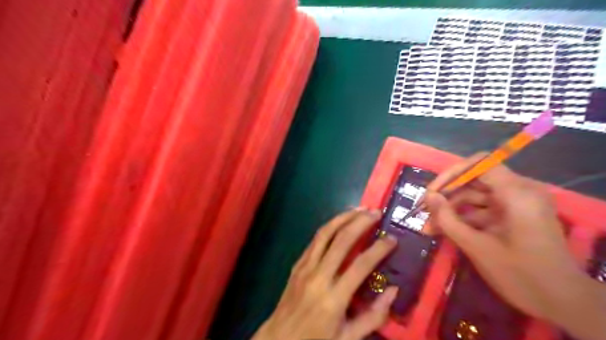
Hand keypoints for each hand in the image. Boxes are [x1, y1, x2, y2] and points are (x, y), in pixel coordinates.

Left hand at [254, 209, 400, 339]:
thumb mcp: (348, 338)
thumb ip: (374, 316)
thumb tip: (394, 290)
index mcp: (334, 298)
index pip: (361, 265)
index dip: (379, 249)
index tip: (392, 239)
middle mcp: (319, 276)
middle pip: (342, 240)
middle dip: (361, 222)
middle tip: (376, 212)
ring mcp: (305, 267)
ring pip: (325, 233)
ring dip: (343, 218)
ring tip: (359, 209)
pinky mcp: (298, 263)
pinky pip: (315, 240)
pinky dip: (329, 227)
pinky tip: (340, 222)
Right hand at [425, 153, 605, 339]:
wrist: (562, 302)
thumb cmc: (521, 275)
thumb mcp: (477, 247)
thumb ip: (448, 219)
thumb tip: (429, 197)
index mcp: (518, 193)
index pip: (480, 164)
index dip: (452, 174)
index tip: (432, 192)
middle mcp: (520, 191)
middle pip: (475, 180)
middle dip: (447, 195)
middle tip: (424, 211)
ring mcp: (517, 203)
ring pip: (475, 196)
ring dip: (451, 210)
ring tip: (429, 227)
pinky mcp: (514, 215)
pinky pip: (483, 209)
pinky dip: (464, 218)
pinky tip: (443, 231)